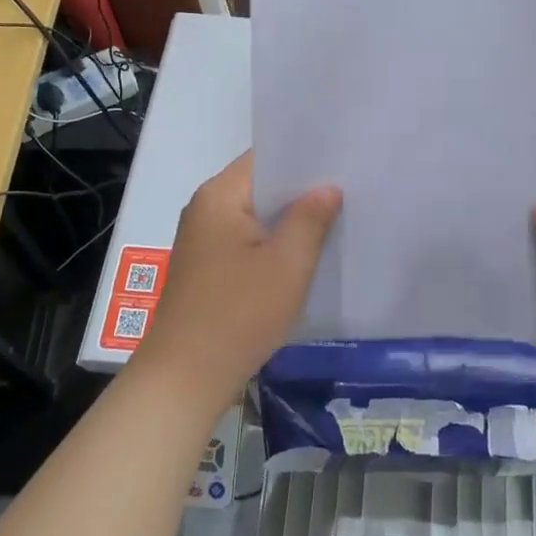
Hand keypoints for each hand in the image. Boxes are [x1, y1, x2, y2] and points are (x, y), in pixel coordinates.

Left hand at [140, 152, 340, 408]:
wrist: (185, 379)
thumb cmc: (238, 314)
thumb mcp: (286, 264)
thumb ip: (310, 218)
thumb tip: (327, 187)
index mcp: (219, 196)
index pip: (265, 158)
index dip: (304, 157)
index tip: (342, 159)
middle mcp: (206, 211)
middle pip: (260, 187)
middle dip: (301, 190)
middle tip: (350, 188)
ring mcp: (204, 242)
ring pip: (256, 218)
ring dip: (289, 220)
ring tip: (336, 217)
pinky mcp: (208, 270)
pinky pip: (248, 244)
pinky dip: (274, 245)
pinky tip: (306, 254)